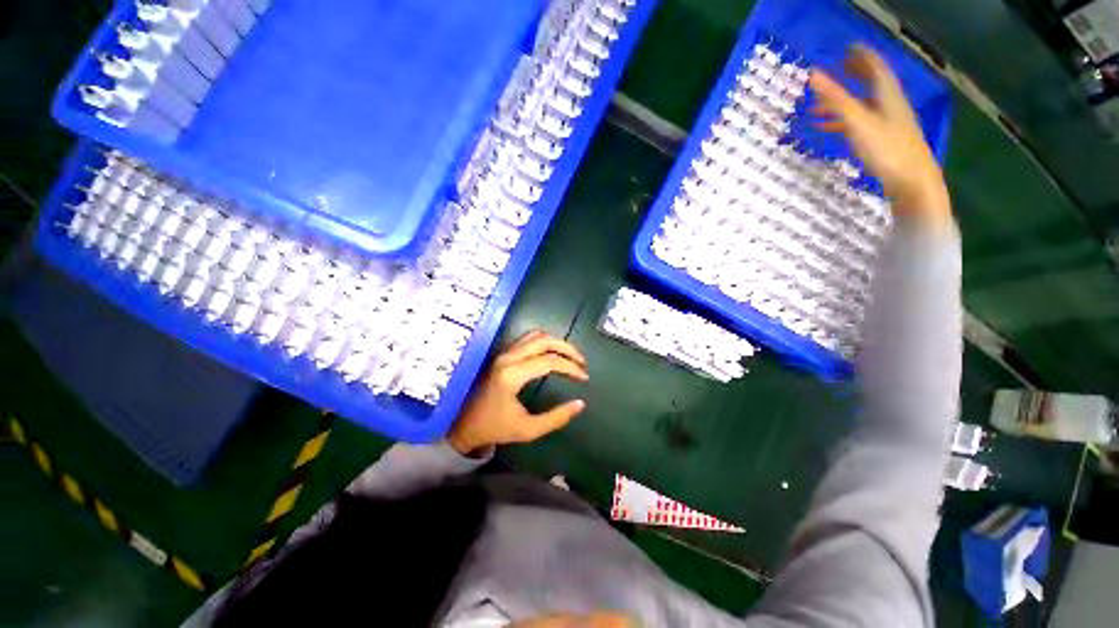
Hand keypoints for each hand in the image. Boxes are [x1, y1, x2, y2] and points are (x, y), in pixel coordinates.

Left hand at [448, 330, 587, 455]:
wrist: (464, 424)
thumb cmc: (495, 427)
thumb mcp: (528, 430)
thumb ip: (556, 418)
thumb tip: (580, 404)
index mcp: (512, 375)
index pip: (549, 361)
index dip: (571, 367)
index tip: (584, 377)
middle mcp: (508, 357)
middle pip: (544, 341)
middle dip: (568, 349)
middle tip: (582, 362)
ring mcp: (504, 353)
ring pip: (536, 335)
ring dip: (556, 343)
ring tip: (570, 357)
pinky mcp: (503, 353)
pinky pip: (528, 338)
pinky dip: (545, 342)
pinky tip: (553, 353)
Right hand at [809, 46, 951, 229]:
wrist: (912, 182)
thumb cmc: (887, 150)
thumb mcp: (858, 122)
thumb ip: (836, 99)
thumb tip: (813, 75)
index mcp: (887, 96)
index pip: (875, 68)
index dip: (862, 57)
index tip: (848, 49)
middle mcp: (889, 106)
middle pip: (872, 84)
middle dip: (855, 75)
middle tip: (840, 68)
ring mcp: (887, 124)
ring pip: (863, 106)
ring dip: (843, 103)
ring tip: (819, 107)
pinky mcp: (883, 141)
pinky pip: (860, 124)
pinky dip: (843, 122)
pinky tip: (829, 129)